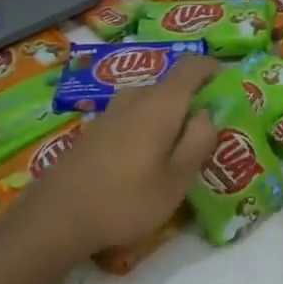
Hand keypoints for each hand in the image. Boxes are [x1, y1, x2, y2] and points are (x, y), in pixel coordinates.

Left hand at [20, 55, 219, 257]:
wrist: (56, 218)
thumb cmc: (126, 200)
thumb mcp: (177, 180)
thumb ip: (198, 142)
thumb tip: (206, 114)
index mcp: (160, 104)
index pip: (191, 65)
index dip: (212, 68)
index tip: (227, 85)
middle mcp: (134, 98)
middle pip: (170, 86)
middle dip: (191, 103)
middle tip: (205, 135)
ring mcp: (109, 113)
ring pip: (148, 103)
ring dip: (166, 119)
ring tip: (175, 152)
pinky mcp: (93, 131)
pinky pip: (130, 118)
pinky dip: (145, 130)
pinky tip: (143, 163)